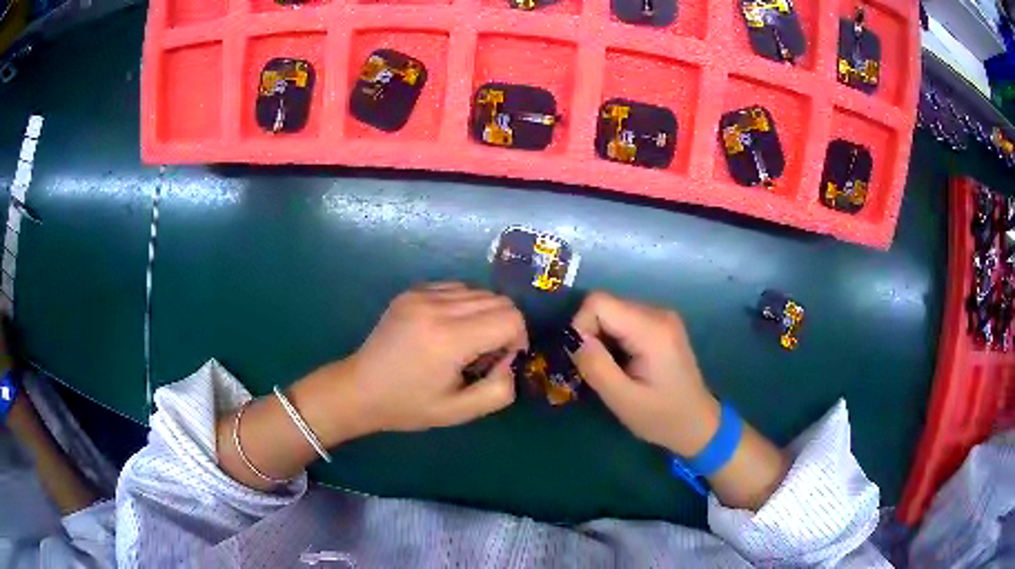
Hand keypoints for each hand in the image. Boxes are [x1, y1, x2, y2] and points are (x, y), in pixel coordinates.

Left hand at [315, 282, 526, 438]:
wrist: (359, 389)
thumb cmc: (408, 406)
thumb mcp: (459, 412)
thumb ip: (499, 390)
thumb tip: (511, 360)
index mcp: (448, 338)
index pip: (510, 318)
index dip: (517, 340)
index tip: (501, 362)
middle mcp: (436, 307)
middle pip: (499, 300)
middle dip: (504, 327)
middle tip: (484, 356)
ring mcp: (421, 294)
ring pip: (479, 292)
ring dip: (485, 315)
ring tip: (464, 343)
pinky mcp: (412, 290)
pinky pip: (457, 288)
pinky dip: (465, 306)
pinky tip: (447, 330)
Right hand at [569, 291, 719, 456]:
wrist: (697, 424)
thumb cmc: (661, 417)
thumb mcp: (622, 400)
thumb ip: (596, 366)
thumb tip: (572, 338)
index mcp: (652, 329)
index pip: (598, 302)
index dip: (580, 327)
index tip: (584, 360)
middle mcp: (658, 313)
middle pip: (605, 305)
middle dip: (590, 335)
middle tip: (596, 370)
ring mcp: (661, 317)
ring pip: (611, 312)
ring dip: (601, 339)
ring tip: (611, 370)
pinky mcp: (660, 324)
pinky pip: (623, 320)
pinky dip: (613, 339)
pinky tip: (622, 364)